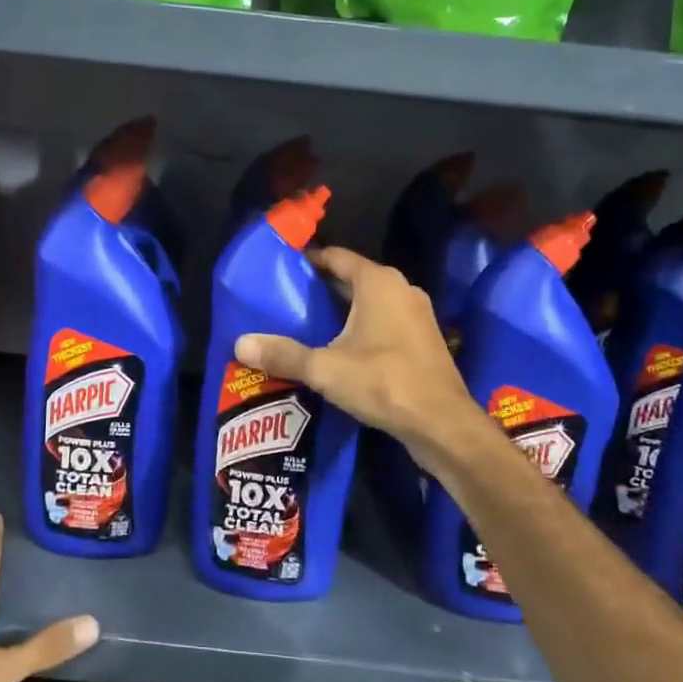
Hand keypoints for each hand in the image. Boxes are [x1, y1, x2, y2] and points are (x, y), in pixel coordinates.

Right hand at [234, 246, 479, 460]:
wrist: (442, 424)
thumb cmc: (384, 382)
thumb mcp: (325, 368)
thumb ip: (283, 354)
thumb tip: (240, 344)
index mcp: (378, 282)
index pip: (336, 257)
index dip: (308, 260)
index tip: (281, 270)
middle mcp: (400, 289)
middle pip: (352, 279)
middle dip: (320, 289)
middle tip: (285, 301)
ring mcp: (416, 315)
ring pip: (369, 303)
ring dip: (341, 312)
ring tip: (305, 325)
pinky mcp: (422, 341)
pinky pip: (384, 323)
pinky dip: (360, 329)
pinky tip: (338, 350)